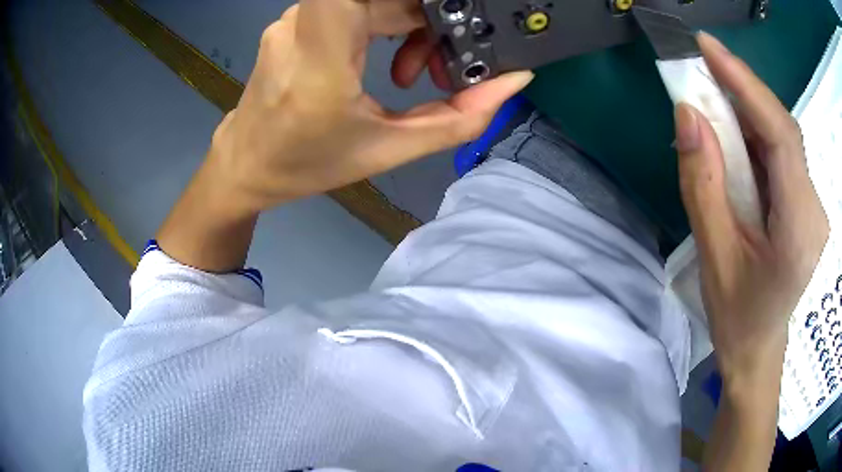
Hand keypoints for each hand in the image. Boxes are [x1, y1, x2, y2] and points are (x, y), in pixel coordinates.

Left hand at [208, 0, 532, 213]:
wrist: (247, 164)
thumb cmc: (308, 165)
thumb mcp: (389, 149)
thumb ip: (459, 117)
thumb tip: (511, 81)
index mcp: (321, 60)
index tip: (445, 9)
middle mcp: (302, 26)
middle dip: (430, 19)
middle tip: (443, 65)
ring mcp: (294, 19)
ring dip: (409, 23)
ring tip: (414, 72)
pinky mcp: (296, 21)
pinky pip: (353, 5)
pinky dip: (384, 23)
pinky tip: (388, 58)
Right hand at [675, 33, 828, 469]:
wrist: (759, 352)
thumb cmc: (736, 318)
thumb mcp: (714, 256)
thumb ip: (702, 184)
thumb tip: (687, 115)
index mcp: (798, 228)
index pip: (781, 135)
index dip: (746, 83)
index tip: (707, 48)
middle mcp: (814, 207)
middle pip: (783, 130)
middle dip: (742, 91)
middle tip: (701, 65)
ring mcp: (813, 204)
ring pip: (782, 138)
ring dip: (746, 111)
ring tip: (711, 95)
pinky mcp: (805, 203)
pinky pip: (781, 154)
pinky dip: (755, 134)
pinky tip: (733, 134)